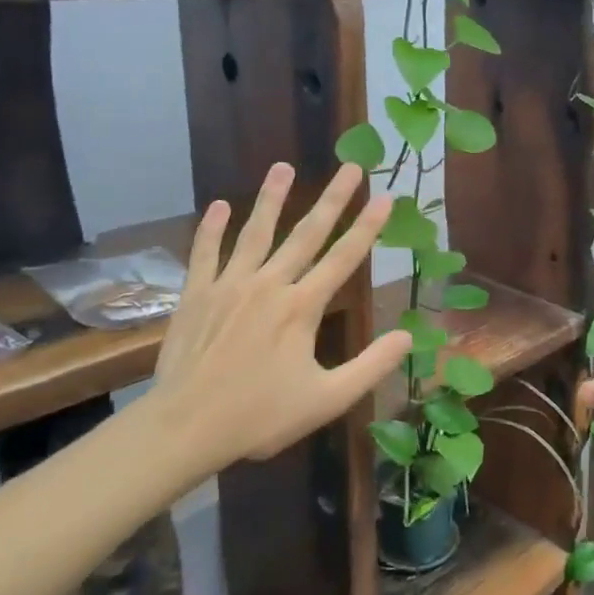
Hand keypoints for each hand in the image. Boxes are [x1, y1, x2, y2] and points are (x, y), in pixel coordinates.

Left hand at [144, 161, 410, 473]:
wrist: (185, 427)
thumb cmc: (259, 416)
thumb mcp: (327, 399)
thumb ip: (371, 366)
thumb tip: (407, 337)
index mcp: (302, 308)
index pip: (344, 258)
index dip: (368, 227)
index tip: (386, 197)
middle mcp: (269, 285)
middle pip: (306, 234)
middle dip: (333, 199)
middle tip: (351, 167)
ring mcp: (229, 286)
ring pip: (255, 233)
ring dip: (271, 198)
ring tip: (282, 166)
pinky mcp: (196, 295)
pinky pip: (205, 253)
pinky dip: (211, 229)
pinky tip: (219, 205)